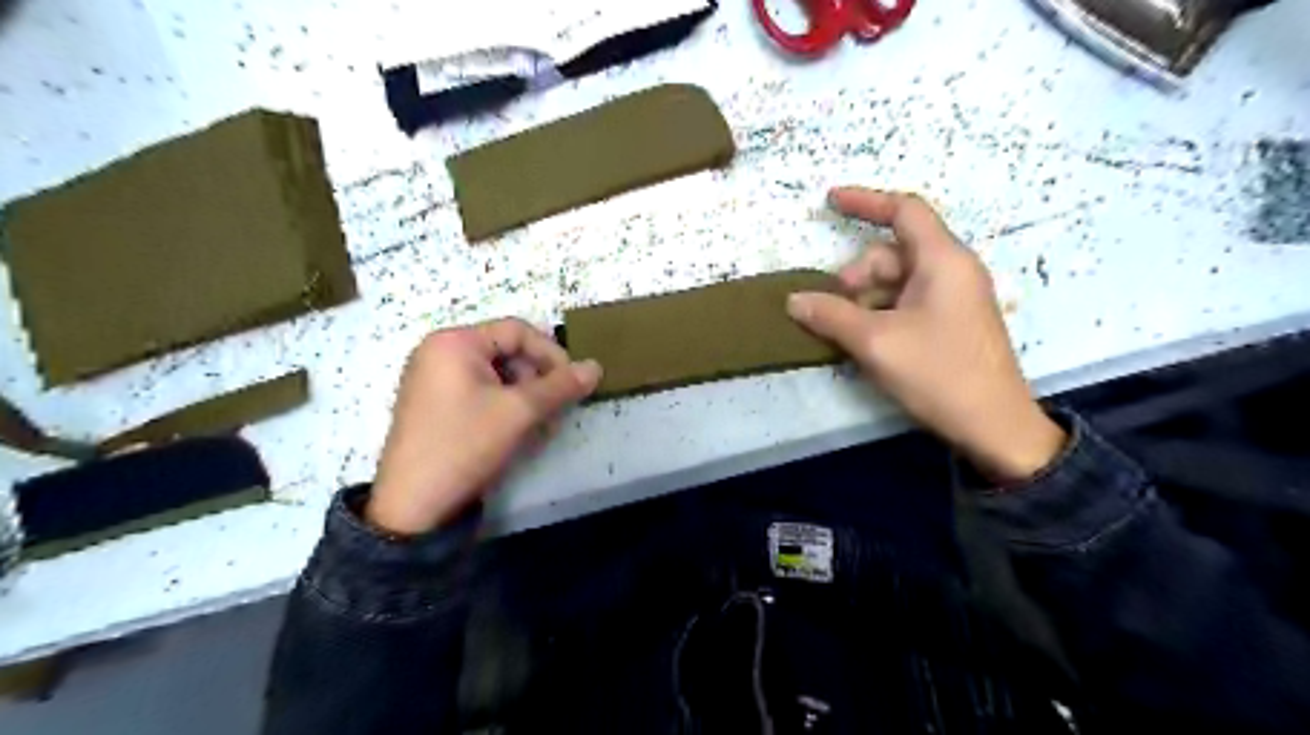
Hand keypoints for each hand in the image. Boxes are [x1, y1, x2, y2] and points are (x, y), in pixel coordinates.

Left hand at [362, 319, 596, 536]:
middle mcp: (439, 351)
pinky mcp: (433, 403)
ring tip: (537, 423)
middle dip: (537, 377)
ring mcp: (432, 378)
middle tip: (554, 409)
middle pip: (506, 350)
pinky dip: (503, 404)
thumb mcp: (519, 412)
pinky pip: (478, 390)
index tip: (573, 383)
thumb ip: (561, 386)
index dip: (551, 354)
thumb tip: (596, 367)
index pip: (517, 330)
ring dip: (524, 394)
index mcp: (454, 342)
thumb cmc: (465, 444)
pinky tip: (514, 429)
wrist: (413, 505)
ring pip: (495, 373)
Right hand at [787, 186, 1061, 483]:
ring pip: (895, 283)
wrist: (994, 427)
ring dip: (863, 302)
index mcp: (943, 261)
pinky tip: (864, 343)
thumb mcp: (876, 343)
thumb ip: (831, 316)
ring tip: (845, 335)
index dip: (865, 201)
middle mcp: (951, 271)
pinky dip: (879, 315)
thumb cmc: (939, 374)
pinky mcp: (950, 324)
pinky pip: (905, 304)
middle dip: (856, 277)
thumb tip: (794, 300)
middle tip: (832, 311)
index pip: (904, 211)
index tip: (829, 201)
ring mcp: (952, 299)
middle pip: (891, 254)